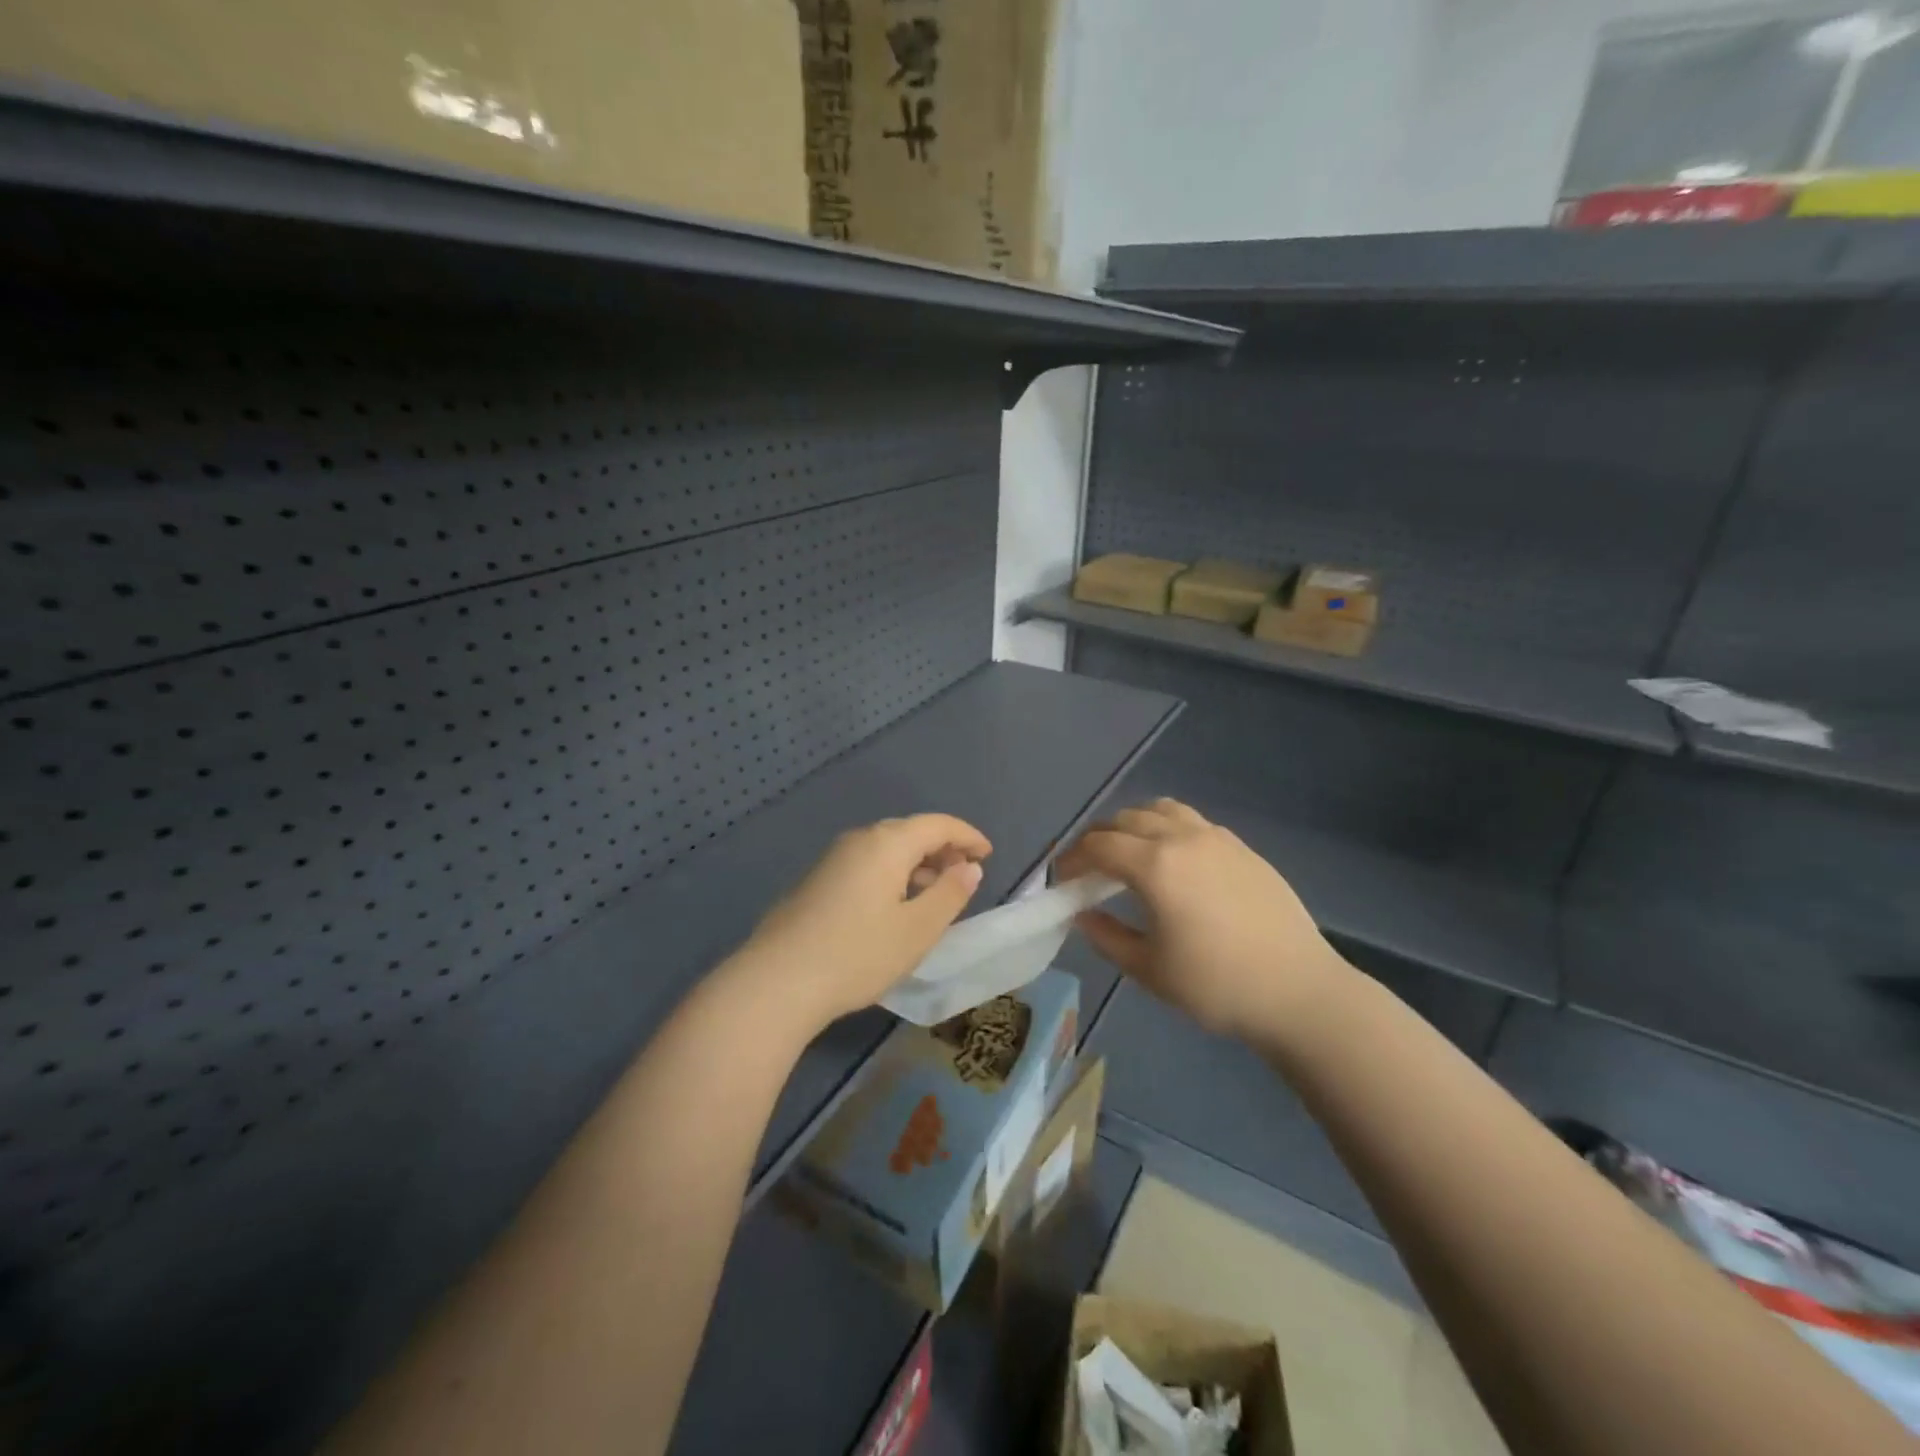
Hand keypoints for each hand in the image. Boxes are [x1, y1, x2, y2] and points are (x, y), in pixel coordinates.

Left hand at [733, 815, 991, 1032]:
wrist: (777, 981)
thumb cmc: (858, 954)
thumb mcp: (917, 929)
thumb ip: (950, 894)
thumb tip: (969, 867)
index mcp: (887, 843)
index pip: (937, 824)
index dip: (967, 836)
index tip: (988, 854)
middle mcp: (859, 840)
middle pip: (910, 832)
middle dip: (942, 849)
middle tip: (965, 875)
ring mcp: (832, 859)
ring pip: (886, 849)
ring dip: (916, 864)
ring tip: (935, 894)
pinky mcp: (816, 881)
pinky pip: (866, 864)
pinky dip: (892, 875)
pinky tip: (894, 907)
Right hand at [1056, 798, 1348, 1040]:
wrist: (1299, 991)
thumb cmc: (1216, 986)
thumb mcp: (1149, 969)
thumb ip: (1106, 937)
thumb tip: (1081, 915)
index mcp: (1155, 866)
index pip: (1098, 845)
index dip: (1072, 858)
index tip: (1061, 877)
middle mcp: (1182, 838)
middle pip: (1125, 819)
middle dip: (1098, 838)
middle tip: (1089, 868)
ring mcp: (1216, 838)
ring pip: (1161, 810)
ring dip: (1133, 824)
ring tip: (1128, 854)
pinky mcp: (1241, 847)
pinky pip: (1191, 821)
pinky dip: (1167, 827)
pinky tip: (1172, 859)